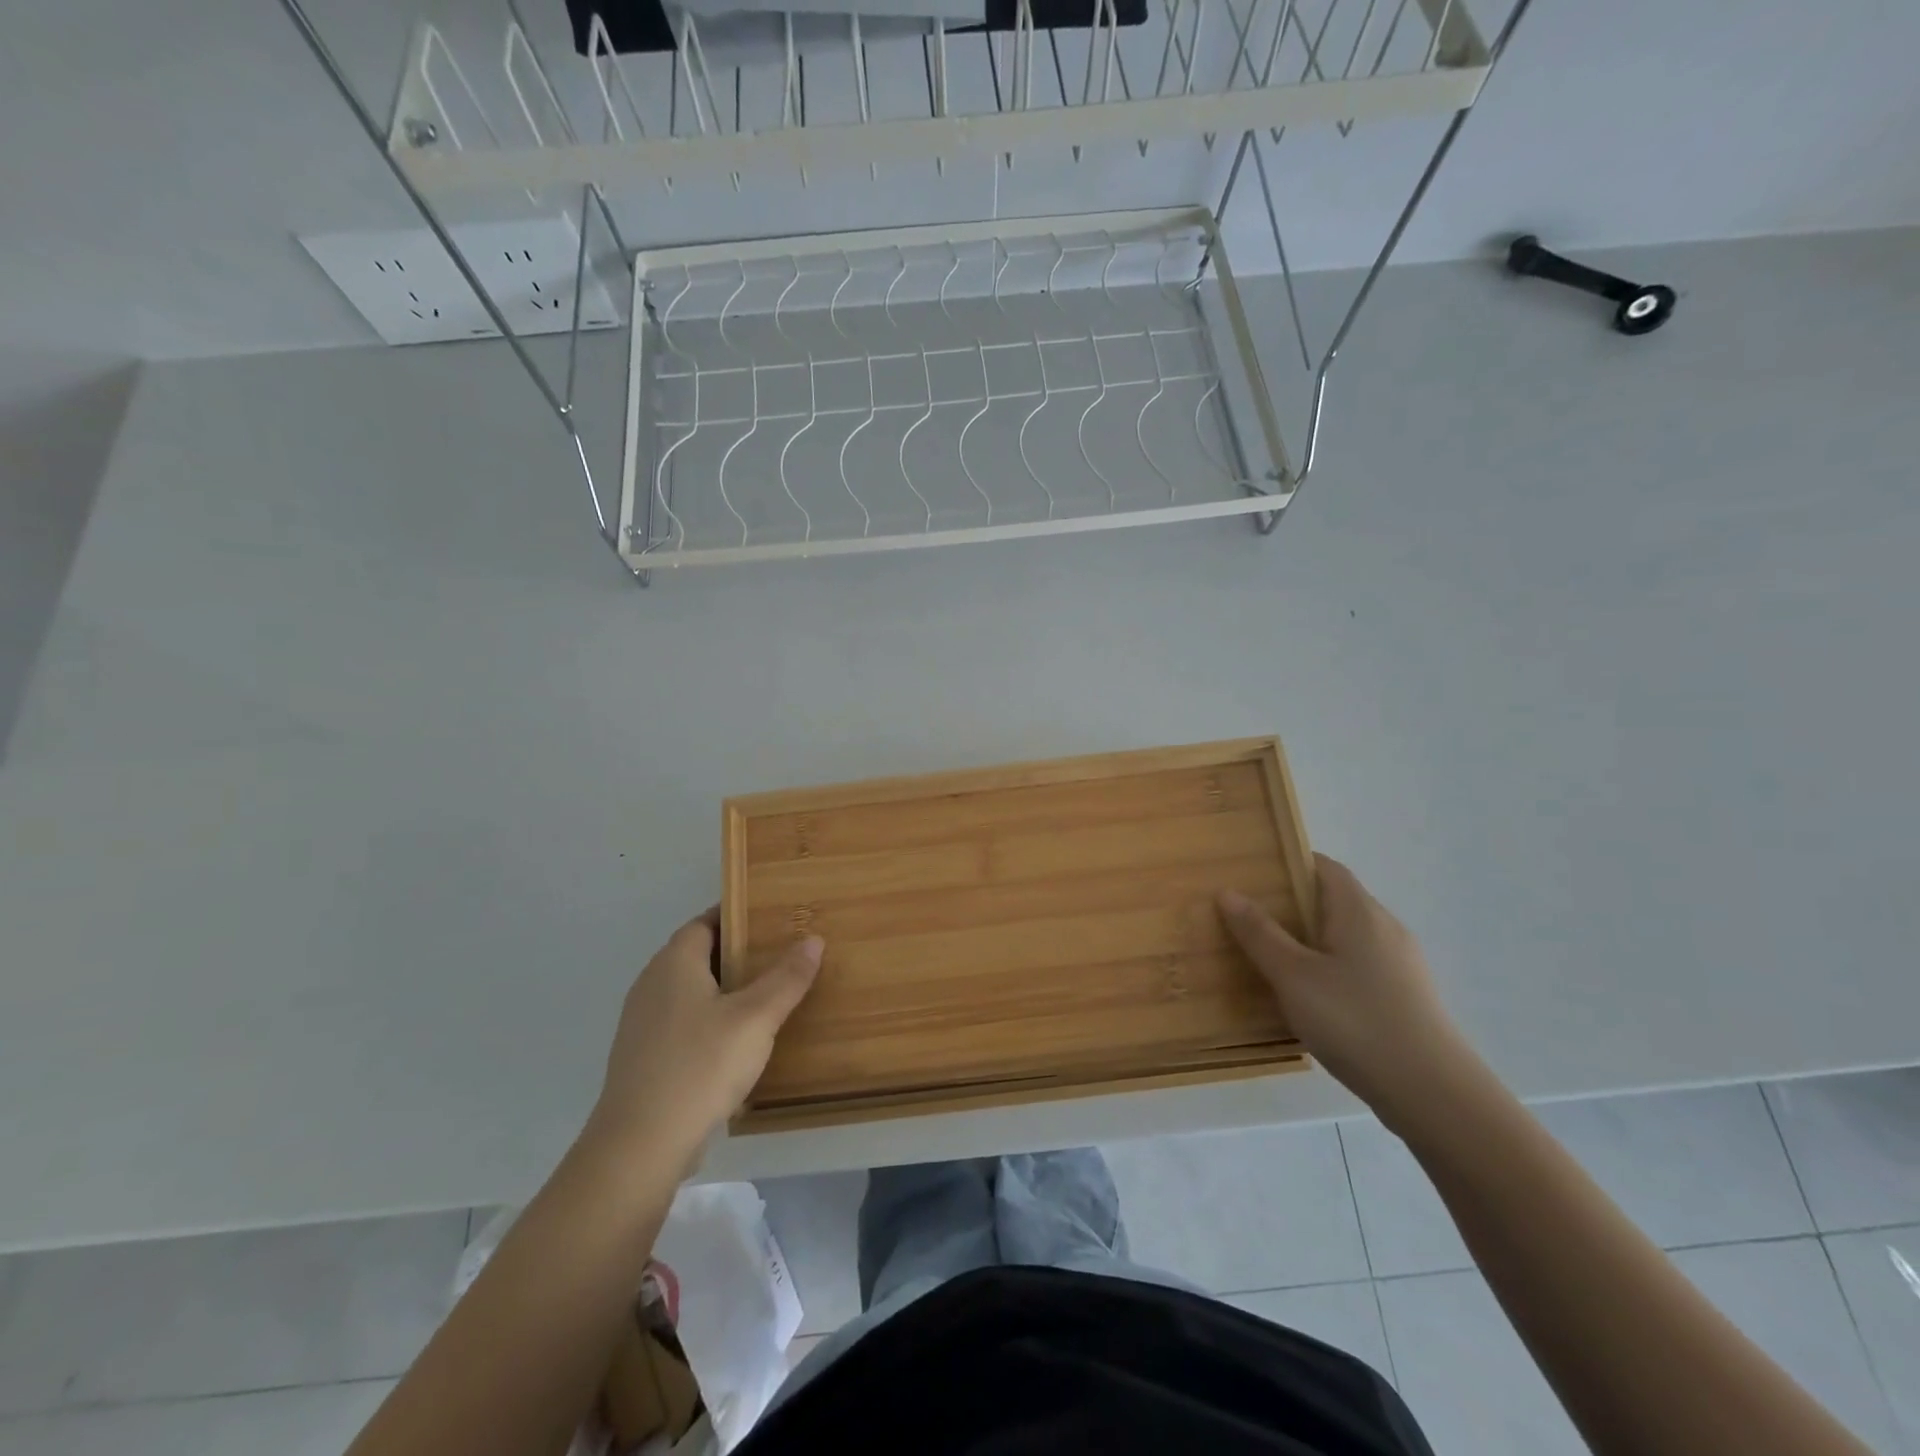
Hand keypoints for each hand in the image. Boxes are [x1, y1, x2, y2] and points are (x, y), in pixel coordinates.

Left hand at [583, 909, 822, 1172]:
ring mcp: (643, 1024)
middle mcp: (652, 985)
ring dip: (724, 989)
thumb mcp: (755, 1018)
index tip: (772, 917)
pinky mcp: (644, 1058)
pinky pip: (684, 1022)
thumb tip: (813, 939)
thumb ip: (786, 978)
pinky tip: (738, 1040)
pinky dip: (711, 1019)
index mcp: (674, 964)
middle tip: (781, 955)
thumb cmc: (700, 1066)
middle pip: (698, 955)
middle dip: (737, 953)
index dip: (737, 916)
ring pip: (691, 992)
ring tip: (767, 995)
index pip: (705, 922)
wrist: (639, 1146)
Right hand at [1218, 856, 1473, 1127]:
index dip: (1288, 863)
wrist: (1434, 1095)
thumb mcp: (1293, 976)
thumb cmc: (1356, 1021)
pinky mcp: (1406, 997)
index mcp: (1359, 911)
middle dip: (1291, 905)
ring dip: (1309, 940)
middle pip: (1333, 900)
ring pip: (1345, 936)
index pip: (1324, 866)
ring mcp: (1400, 965)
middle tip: (1248, 919)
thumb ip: (1259, 933)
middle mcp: (1385, 928)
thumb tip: (1228, 892)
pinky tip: (1308, 998)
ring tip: (1270, 958)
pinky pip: (1358, 966)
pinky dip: (1328, 968)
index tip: (1251, 875)